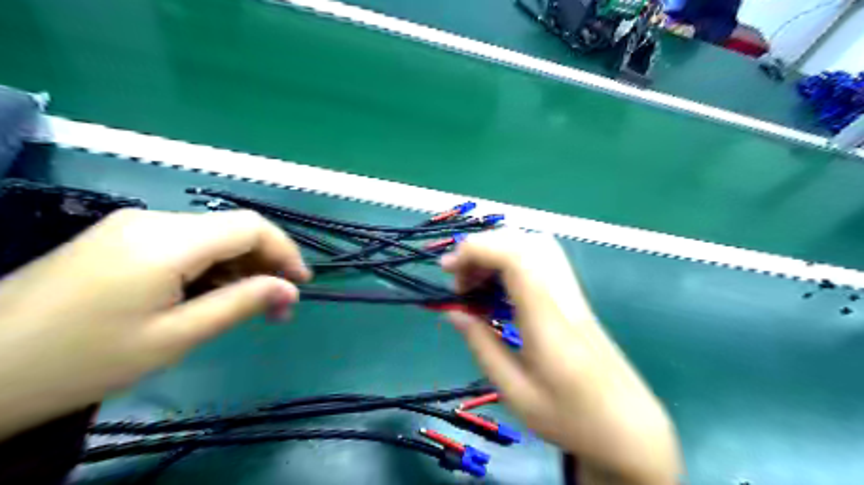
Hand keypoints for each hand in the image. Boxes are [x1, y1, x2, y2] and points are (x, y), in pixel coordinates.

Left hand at [0, 209, 307, 438]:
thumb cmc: (82, 359)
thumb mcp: (175, 337)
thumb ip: (240, 304)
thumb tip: (289, 290)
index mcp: (168, 239)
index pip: (251, 226)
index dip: (285, 251)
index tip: (301, 285)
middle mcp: (153, 219)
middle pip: (232, 229)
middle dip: (264, 263)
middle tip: (278, 307)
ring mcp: (132, 226)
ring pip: (210, 237)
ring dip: (238, 268)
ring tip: (248, 306)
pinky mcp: (118, 239)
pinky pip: (183, 244)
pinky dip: (210, 267)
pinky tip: (210, 296)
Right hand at [444, 232, 681, 484]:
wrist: (628, 427)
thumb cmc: (570, 417)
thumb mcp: (515, 392)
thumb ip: (482, 345)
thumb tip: (454, 312)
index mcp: (546, 318)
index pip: (515, 257)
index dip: (477, 250)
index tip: (448, 268)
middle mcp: (561, 295)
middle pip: (523, 242)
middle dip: (482, 248)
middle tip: (459, 280)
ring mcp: (572, 293)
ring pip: (535, 245)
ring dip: (498, 252)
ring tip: (475, 282)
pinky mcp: (574, 298)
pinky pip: (542, 260)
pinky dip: (512, 261)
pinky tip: (499, 287)